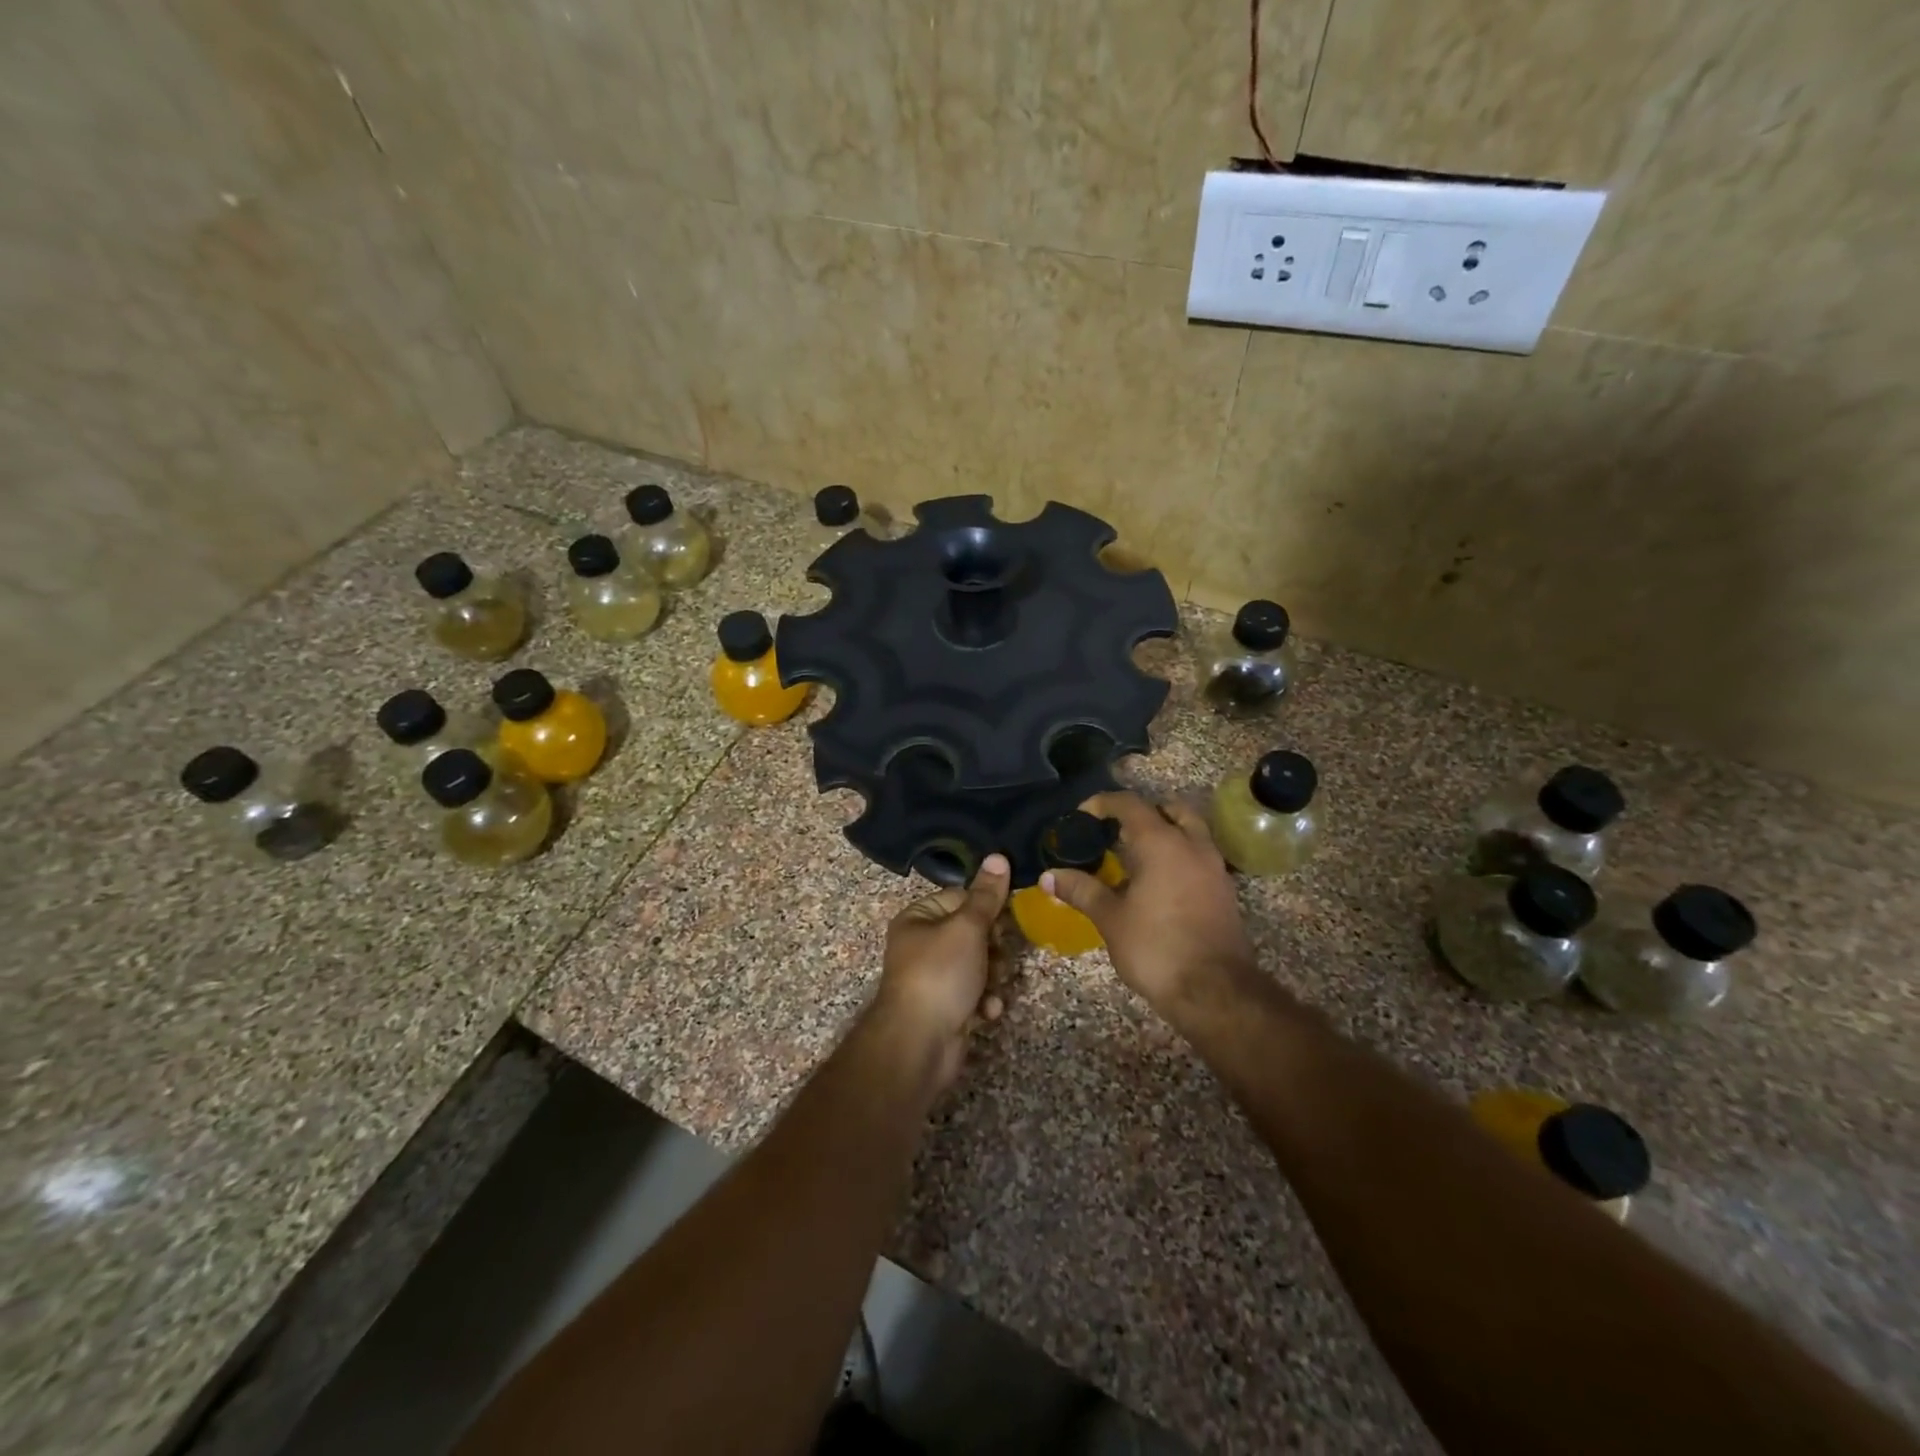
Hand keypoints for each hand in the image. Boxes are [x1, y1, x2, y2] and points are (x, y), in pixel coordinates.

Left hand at [872, 853, 1012, 1087]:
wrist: (919, 1044)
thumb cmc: (940, 974)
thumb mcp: (967, 928)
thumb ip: (987, 896)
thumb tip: (999, 856)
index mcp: (919, 918)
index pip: (960, 897)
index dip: (986, 908)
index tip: (1006, 920)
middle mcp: (923, 944)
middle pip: (973, 932)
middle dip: (993, 947)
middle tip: (998, 957)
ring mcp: (934, 978)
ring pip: (979, 964)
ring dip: (993, 975)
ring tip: (993, 986)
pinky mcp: (947, 1007)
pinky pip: (975, 993)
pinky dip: (985, 1001)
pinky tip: (988, 1011)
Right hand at [1042, 792, 1258, 1018]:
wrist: (1214, 991)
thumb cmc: (1156, 948)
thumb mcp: (1110, 919)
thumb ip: (1081, 890)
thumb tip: (1049, 876)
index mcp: (1162, 843)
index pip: (1130, 804)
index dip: (1103, 803)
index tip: (1082, 816)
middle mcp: (1192, 845)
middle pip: (1169, 809)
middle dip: (1142, 813)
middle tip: (1116, 831)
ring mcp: (1214, 867)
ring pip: (1190, 831)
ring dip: (1165, 832)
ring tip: (1136, 856)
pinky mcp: (1224, 890)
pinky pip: (1199, 856)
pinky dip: (1179, 855)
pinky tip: (1159, 882)